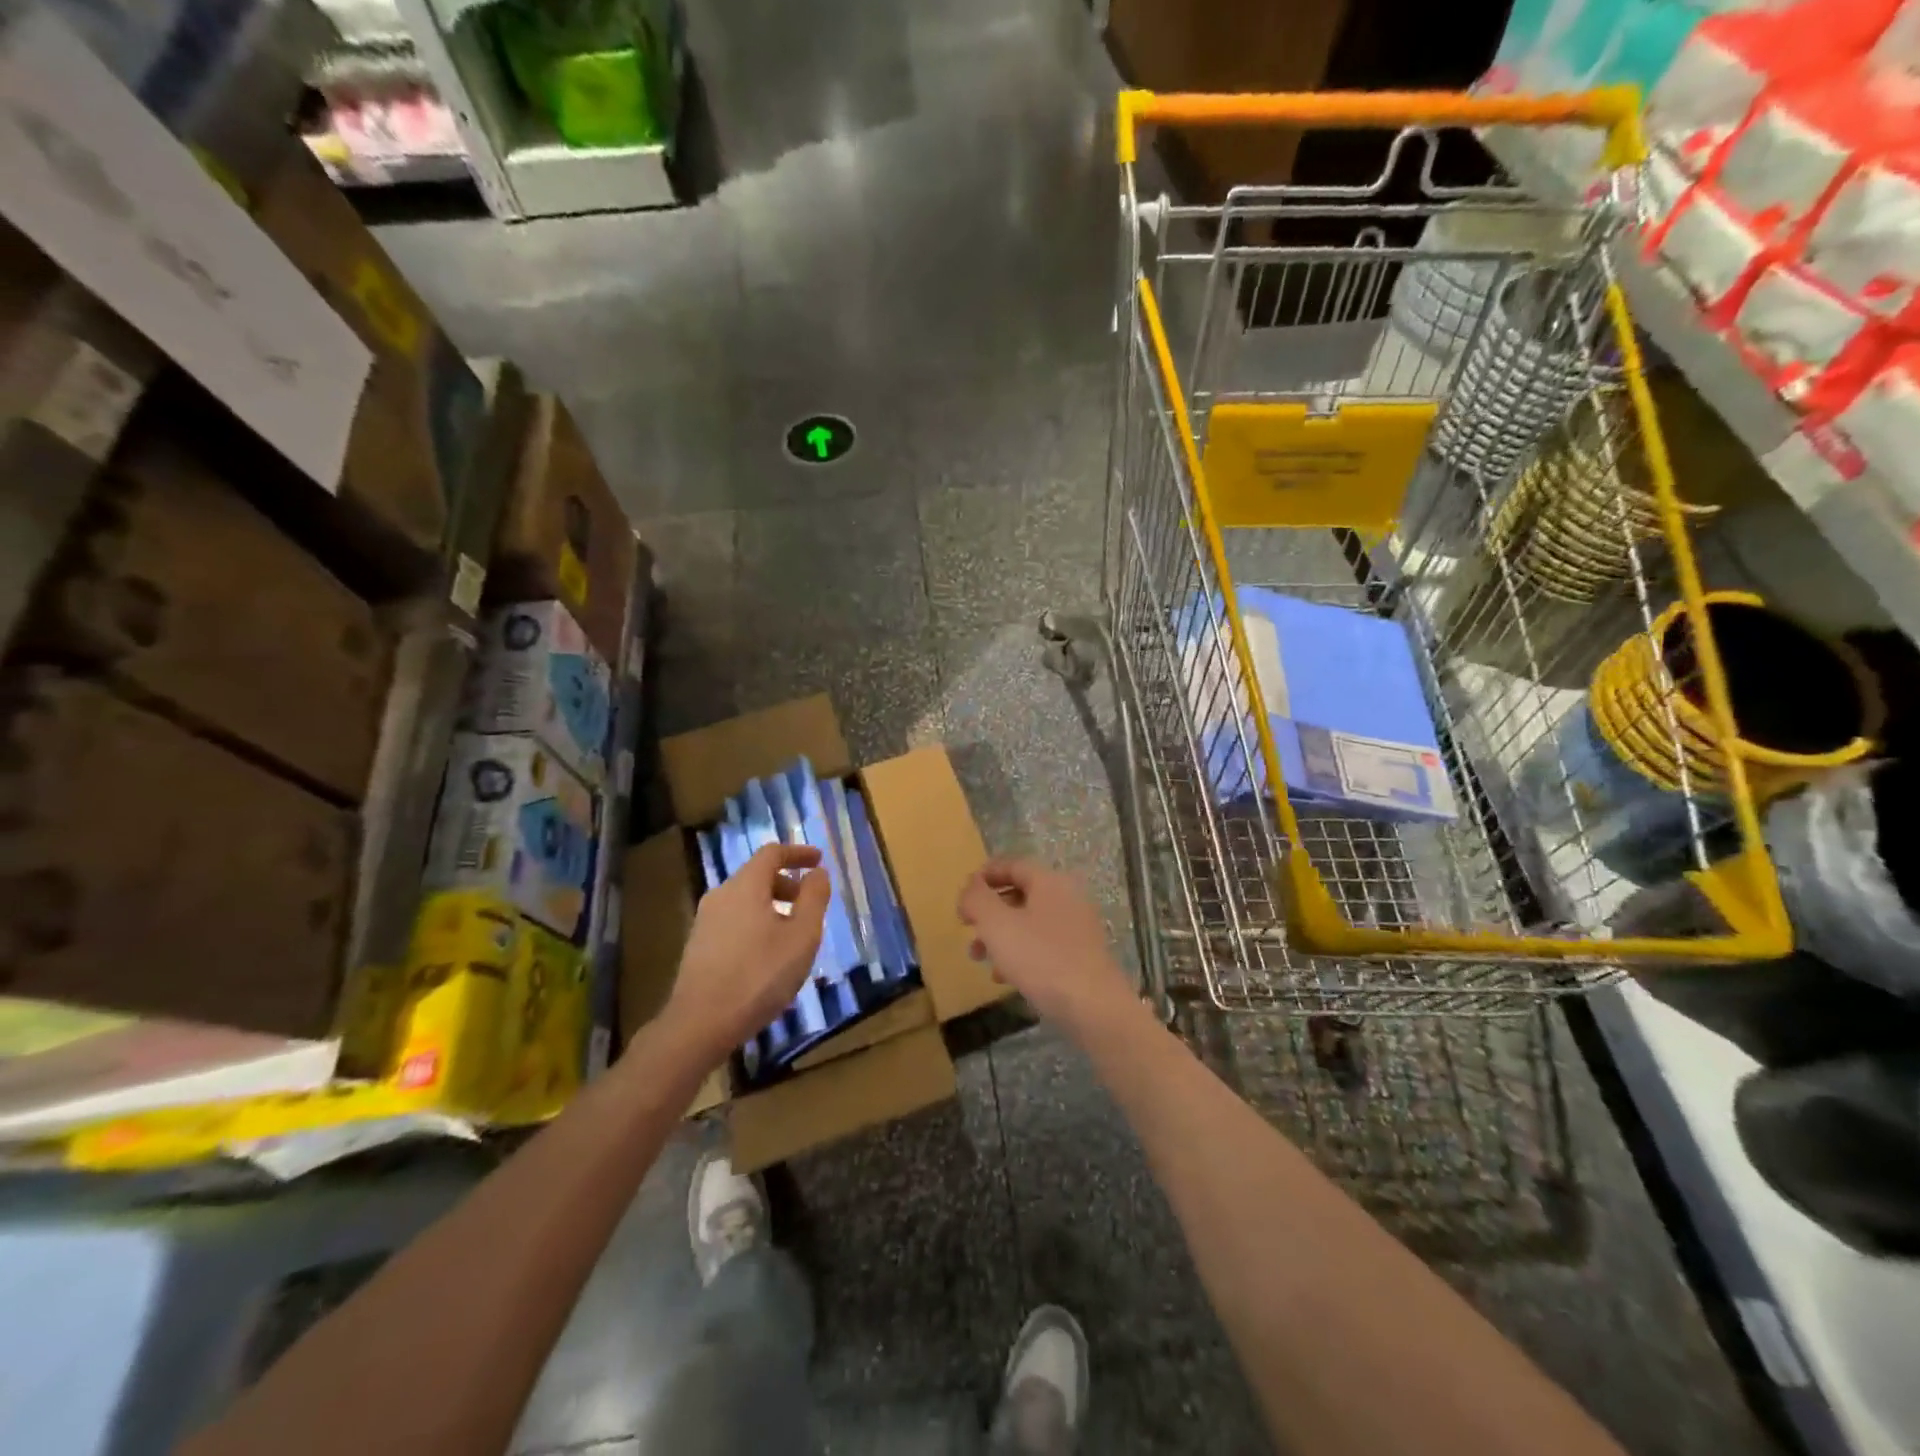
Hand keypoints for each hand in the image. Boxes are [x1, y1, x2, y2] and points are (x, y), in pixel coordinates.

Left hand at [665, 843, 829, 1065]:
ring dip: (772, 906)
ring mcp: (705, 922)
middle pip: (757, 876)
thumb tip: (817, 873)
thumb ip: (814, 899)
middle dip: (787, 883)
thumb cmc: (759, 975)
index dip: (798, 853)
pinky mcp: (698, 947)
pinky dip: (756, 923)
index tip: (819, 860)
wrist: (700, 1024)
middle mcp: (721, 895)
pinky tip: (767, 955)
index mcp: (746, 886)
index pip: (772, 853)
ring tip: (793, 934)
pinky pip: (734, 921)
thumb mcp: (802, 936)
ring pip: (745, 901)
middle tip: (810, 904)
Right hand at [957, 858, 1134, 1035]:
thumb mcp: (997, 924)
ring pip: (1029, 922)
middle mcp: (1068, 897)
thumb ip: (976, 899)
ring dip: (1001, 936)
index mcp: (1050, 881)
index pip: (1012, 865)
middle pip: (1020, 894)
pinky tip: (1005, 978)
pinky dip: (1020, 953)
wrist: (1093, 1007)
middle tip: (967, 929)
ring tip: (979, 957)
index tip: (962, 895)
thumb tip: (970, 887)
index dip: (984, 876)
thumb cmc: (1040, 958)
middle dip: (989, 912)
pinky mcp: (1081, 955)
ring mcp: (1078, 927)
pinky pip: (1043, 945)